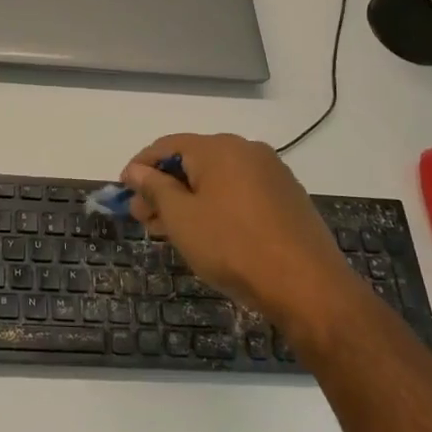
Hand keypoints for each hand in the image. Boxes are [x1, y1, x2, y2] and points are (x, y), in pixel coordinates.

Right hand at [120, 134, 357, 336]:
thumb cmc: (233, 246)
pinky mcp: (287, 198)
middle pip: (192, 162)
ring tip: (170, 231)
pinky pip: (240, 193)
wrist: (308, 286)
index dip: (140, 167)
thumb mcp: (181, 218)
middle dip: (163, 188)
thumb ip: (155, 188)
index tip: (123, 193)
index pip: (167, 146)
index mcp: (218, 148)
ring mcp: (272, 174)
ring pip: (216, 179)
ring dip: (188, 200)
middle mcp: (247, 150)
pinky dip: (216, 206)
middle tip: (144, 219)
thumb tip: (135, 170)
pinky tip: (207, 234)